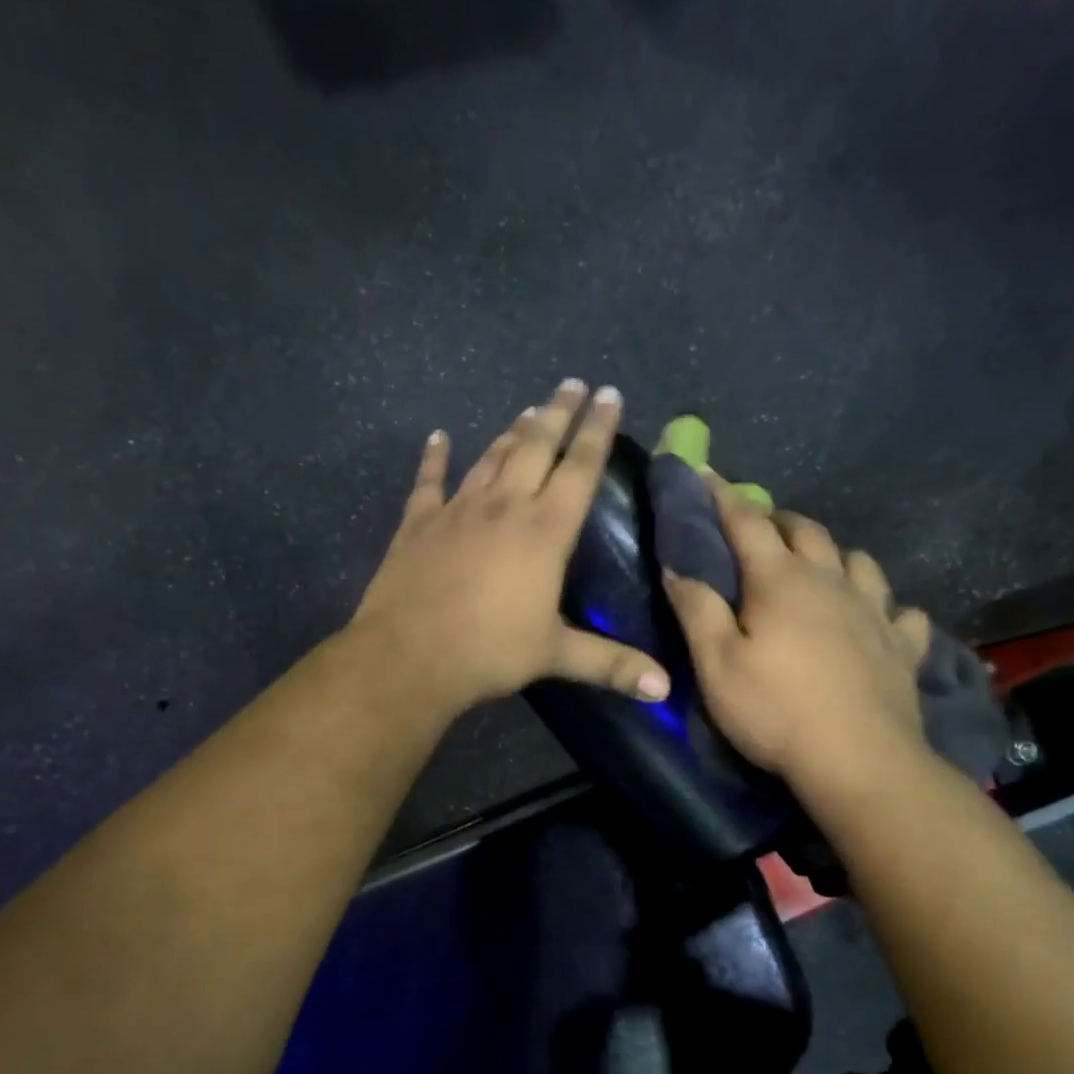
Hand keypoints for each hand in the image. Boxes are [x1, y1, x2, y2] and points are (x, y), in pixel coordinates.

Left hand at [352, 380, 671, 717]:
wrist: (409, 656)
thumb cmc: (489, 651)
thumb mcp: (555, 655)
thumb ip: (612, 665)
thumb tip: (665, 691)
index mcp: (544, 531)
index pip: (579, 468)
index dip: (597, 430)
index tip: (609, 394)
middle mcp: (504, 506)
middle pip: (536, 446)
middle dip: (558, 413)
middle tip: (572, 383)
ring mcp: (457, 510)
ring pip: (491, 458)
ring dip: (512, 431)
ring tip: (529, 409)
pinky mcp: (418, 523)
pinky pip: (428, 482)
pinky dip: (434, 458)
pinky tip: (438, 438)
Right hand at [661, 481, 932, 792]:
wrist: (860, 762)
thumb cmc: (775, 710)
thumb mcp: (716, 664)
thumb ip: (696, 609)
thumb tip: (677, 565)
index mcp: (781, 581)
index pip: (747, 523)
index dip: (722, 496)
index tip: (705, 474)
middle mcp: (831, 583)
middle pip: (808, 531)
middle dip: (779, 520)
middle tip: (758, 529)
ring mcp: (875, 612)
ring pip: (859, 561)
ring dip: (835, 554)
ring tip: (818, 568)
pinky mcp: (904, 646)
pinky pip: (903, 612)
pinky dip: (887, 607)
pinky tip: (880, 619)